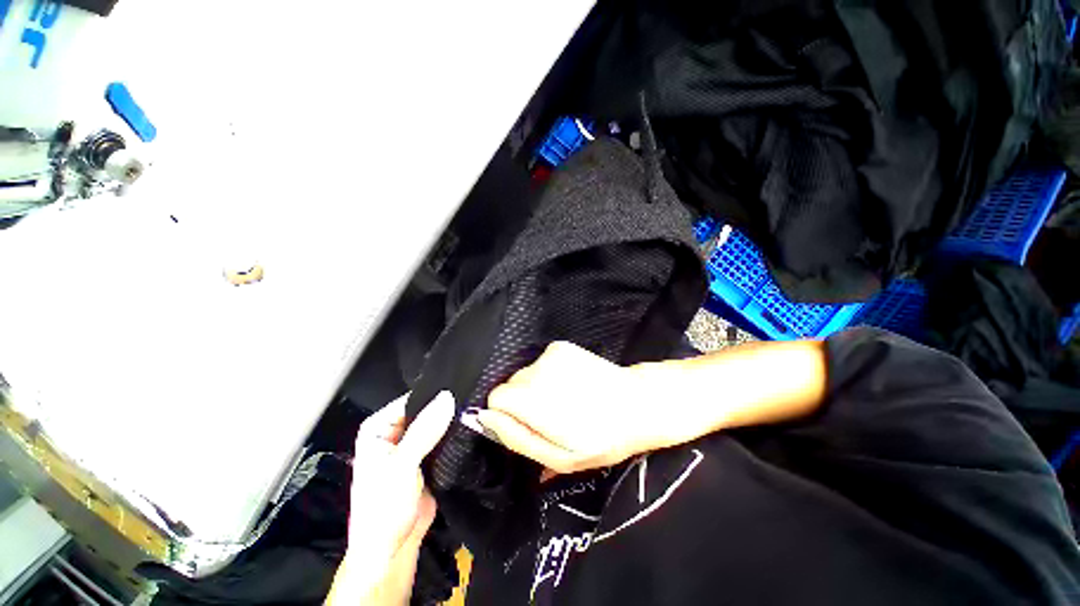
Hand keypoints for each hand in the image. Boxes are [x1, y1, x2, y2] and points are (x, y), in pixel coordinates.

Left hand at [327, 391, 454, 605]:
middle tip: (475, 398)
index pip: (412, 400)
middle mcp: (396, 431)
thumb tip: (447, 396)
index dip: (436, 394)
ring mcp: (413, 444)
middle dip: (447, 407)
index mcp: (379, 427)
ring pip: (437, 423)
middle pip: (426, 410)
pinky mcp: (428, 457)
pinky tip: (474, 425)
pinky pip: (444, 438)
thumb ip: (424, 430)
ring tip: (477, 409)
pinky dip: (456, 434)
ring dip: (454, 421)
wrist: (391, 550)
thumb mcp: (402, 466)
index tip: (463, 386)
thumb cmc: (384, 508)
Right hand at [478, 342, 665, 475]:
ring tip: (564, 399)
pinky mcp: (560, 346)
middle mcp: (536, 370)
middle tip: (551, 415)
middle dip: (522, 401)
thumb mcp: (559, 456)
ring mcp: (549, 354)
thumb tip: (484, 419)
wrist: (636, 402)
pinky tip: (570, 383)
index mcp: (532, 400)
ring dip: (536, 387)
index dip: (508, 414)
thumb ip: (517, 438)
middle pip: (510, 384)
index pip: (495, 398)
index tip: (529, 424)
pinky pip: (541, 361)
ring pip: (525, 373)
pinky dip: (548, 372)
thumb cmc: (601, 438)